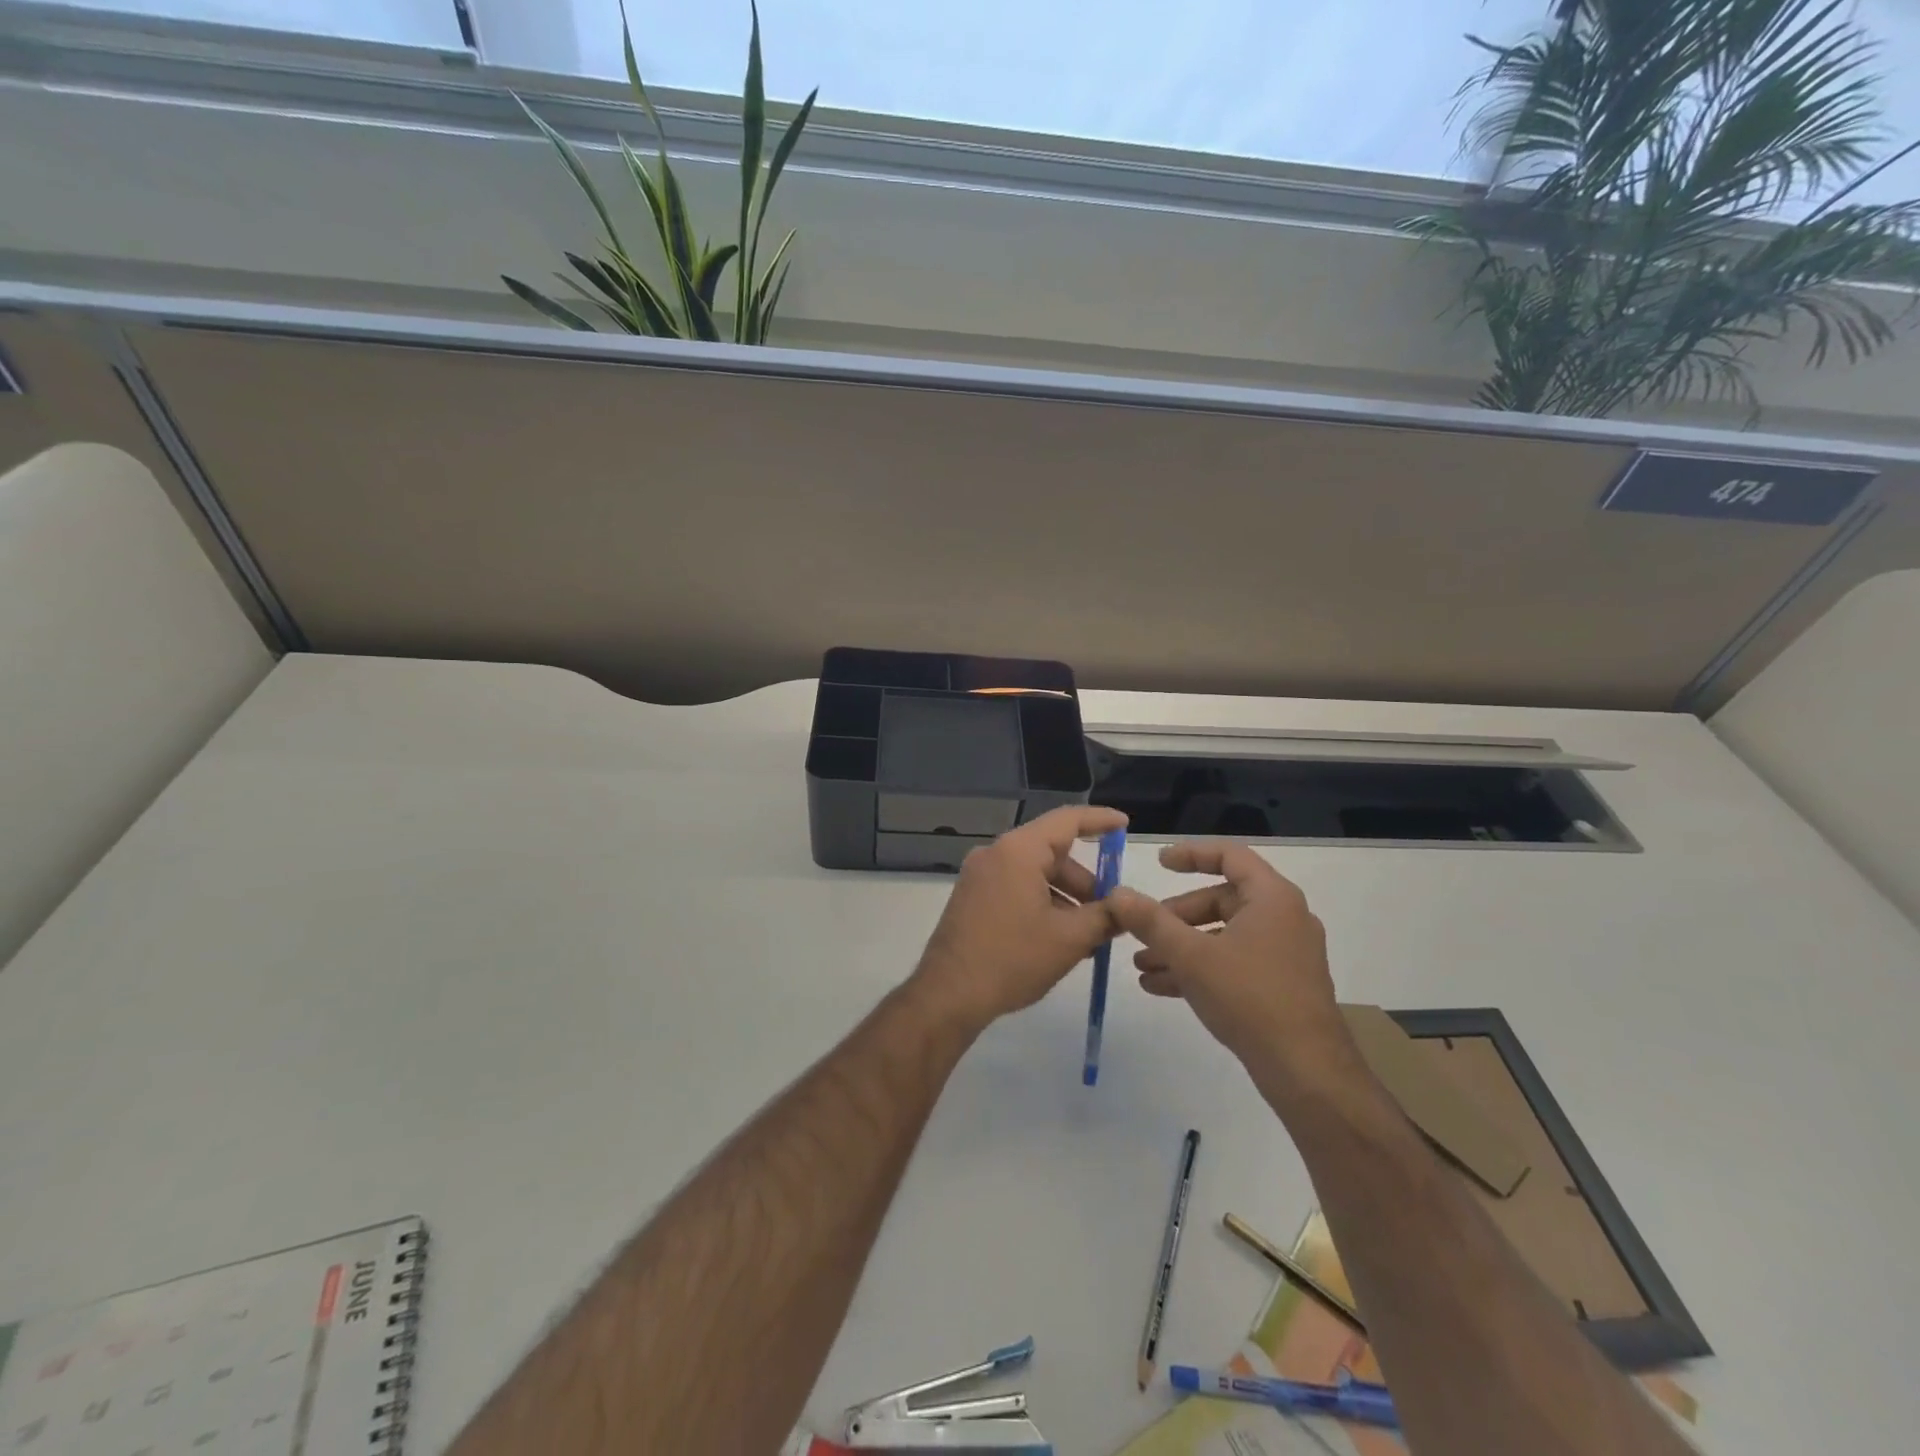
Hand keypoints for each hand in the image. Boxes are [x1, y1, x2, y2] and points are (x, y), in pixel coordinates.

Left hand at [911, 804, 1127, 1032]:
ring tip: (1089, 935)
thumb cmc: (1012, 959)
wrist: (949, 994)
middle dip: (1085, 880)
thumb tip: (1127, 906)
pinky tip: (1059, 938)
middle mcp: (995, 853)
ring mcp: (979, 876)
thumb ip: (1106, 916)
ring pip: (1035, 874)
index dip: (1100, 820)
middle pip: (1052, 852)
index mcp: (1018, 851)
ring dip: (1065, 898)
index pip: (1067, 820)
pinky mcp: (972, 898)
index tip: (1125, 825)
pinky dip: (1042, 904)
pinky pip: (1016, 888)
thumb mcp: (1069, 939)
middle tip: (1111, 911)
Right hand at [1108, 842, 1352, 1079]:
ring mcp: (1285, 954)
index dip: (1191, 854)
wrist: (1306, 1071)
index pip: (1229, 856)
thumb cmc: (1250, 998)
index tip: (1157, 863)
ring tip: (1142, 966)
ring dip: (1180, 947)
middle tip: (1142, 933)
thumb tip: (1117, 893)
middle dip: (1174, 917)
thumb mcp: (1191, 956)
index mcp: (1272, 898)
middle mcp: (1284, 918)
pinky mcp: (1281, 985)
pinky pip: (1233, 962)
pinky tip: (1161, 987)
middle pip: (1220, 900)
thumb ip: (1151, 921)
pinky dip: (1200, 967)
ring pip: (1223, 936)